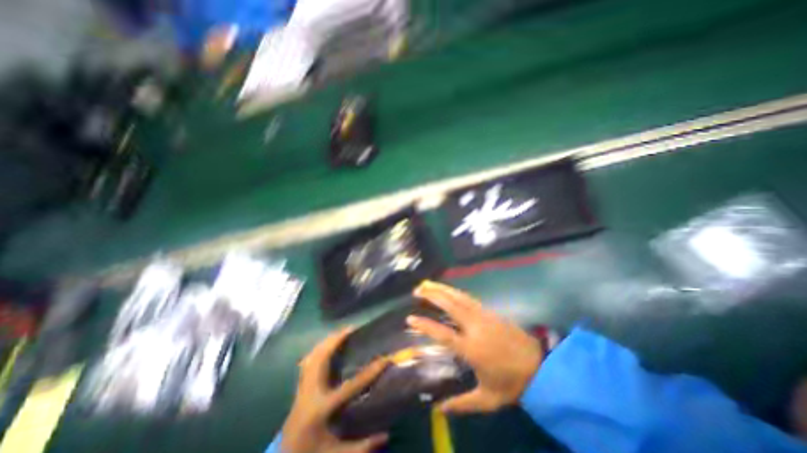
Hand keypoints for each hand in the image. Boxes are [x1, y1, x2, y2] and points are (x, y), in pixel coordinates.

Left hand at [281, 327, 387, 452]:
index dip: (371, 371)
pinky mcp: (299, 388)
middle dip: (336, 340)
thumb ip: (362, 448)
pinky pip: (307, 362)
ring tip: (340, 333)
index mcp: (322, 409)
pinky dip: (316, 351)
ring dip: (326, 342)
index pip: (352, 385)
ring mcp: (302, 388)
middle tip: (351, 329)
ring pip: (312, 357)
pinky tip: (324, 346)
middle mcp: (310, 393)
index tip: (386, 358)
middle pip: (321, 358)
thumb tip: (386, 435)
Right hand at [410, 282, 541, 415]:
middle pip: (450, 306)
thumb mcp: (488, 399)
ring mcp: (484, 316)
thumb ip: (463, 404)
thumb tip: (439, 410)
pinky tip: (448, 290)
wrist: (541, 367)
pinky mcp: (490, 312)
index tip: (410, 318)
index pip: (443, 334)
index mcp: (471, 348)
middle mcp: (475, 327)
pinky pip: (468, 298)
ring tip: (428, 283)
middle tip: (417, 289)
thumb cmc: (512, 384)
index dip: (425, 325)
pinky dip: (455, 291)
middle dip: (432, 295)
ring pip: (459, 297)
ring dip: (442, 289)